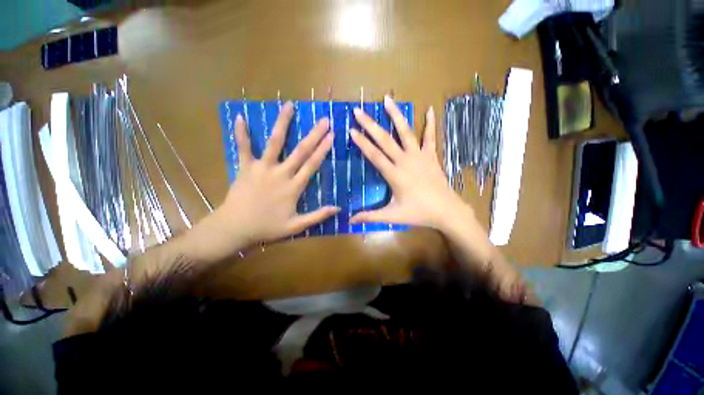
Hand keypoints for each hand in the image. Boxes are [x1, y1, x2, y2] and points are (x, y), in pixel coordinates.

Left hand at [217, 102, 338, 244]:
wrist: (235, 228)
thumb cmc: (267, 227)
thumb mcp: (296, 226)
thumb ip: (317, 216)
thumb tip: (338, 209)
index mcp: (293, 187)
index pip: (312, 165)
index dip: (323, 149)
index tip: (332, 135)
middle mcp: (280, 173)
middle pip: (300, 151)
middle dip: (314, 134)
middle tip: (323, 120)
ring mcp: (261, 168)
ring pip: (274, 143)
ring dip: (282, 124)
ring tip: (289, 106)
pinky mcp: (245, 167)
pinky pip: (243, 147)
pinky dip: (241, 133)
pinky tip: (240, 116)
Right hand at [349, 96, 470, 229]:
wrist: (446, 211)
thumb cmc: (418, 213)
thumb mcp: (392, 216)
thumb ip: (370, 217)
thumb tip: (350, 221)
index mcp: (394, 174)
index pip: (374, 155)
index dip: (362, 142)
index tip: (351, 130)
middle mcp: (405, 161)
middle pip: (385, 140)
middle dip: (370, 125)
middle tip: (359, 111)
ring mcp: (420, 156)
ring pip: (406, 132)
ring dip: (396, 115)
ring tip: (387, 99)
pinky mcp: (431, 156)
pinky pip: (430, 137)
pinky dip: (430, 123)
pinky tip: (429, 109)